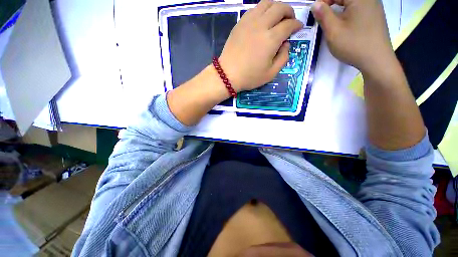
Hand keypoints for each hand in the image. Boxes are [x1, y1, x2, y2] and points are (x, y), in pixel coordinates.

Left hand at [219, 0, 302, 91]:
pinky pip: (254, 9)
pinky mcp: (240, 23)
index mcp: (271, 39)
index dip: (297, 24)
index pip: (289, 25)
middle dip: (289, 11)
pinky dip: (262, 10)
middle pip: (280, 7)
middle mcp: (261, 25)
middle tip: (290, 19)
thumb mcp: (271, 74)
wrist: (228, 75)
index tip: (299, 27)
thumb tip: (286, 44)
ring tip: (277, 16)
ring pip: (266, 3)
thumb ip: (283, 58)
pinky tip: (263, 19)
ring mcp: (249, 22)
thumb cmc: (249, 77)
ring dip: (276, 7)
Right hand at [311, 0, 395, 74]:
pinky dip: (348, 12)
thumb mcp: (333, 31)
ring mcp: (374, 6)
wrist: (377, 60)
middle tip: (321, 16)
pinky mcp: (375, 15)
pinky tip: (345, 23)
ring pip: (352, 3)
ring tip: (331, 20)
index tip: (315, 13)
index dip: (323, 1)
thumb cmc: (354, 44)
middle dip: (331, 4)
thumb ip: (323, 15)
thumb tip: (315, 4)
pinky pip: (359, 8)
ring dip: (339, 8)